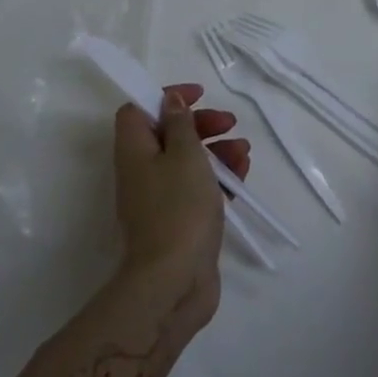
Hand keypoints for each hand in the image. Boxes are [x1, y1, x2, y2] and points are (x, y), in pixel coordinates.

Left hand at [113, 84, 249, 320]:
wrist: (174, 281)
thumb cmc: (179, 207)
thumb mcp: (185, 154)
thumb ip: (180, 124)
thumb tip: (169, 100)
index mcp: (134, 150)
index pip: (138, 109)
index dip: (165, 97)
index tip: (198, 95)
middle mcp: (141, 171)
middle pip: (167, 134)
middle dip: (201, 124)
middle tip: (230, 122)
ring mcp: (160, 199)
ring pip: (187, 161)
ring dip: (216, 150)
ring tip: (244, 152)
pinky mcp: (179, 221)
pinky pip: (198, 188)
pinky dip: (218, 178)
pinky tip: (242, 176)